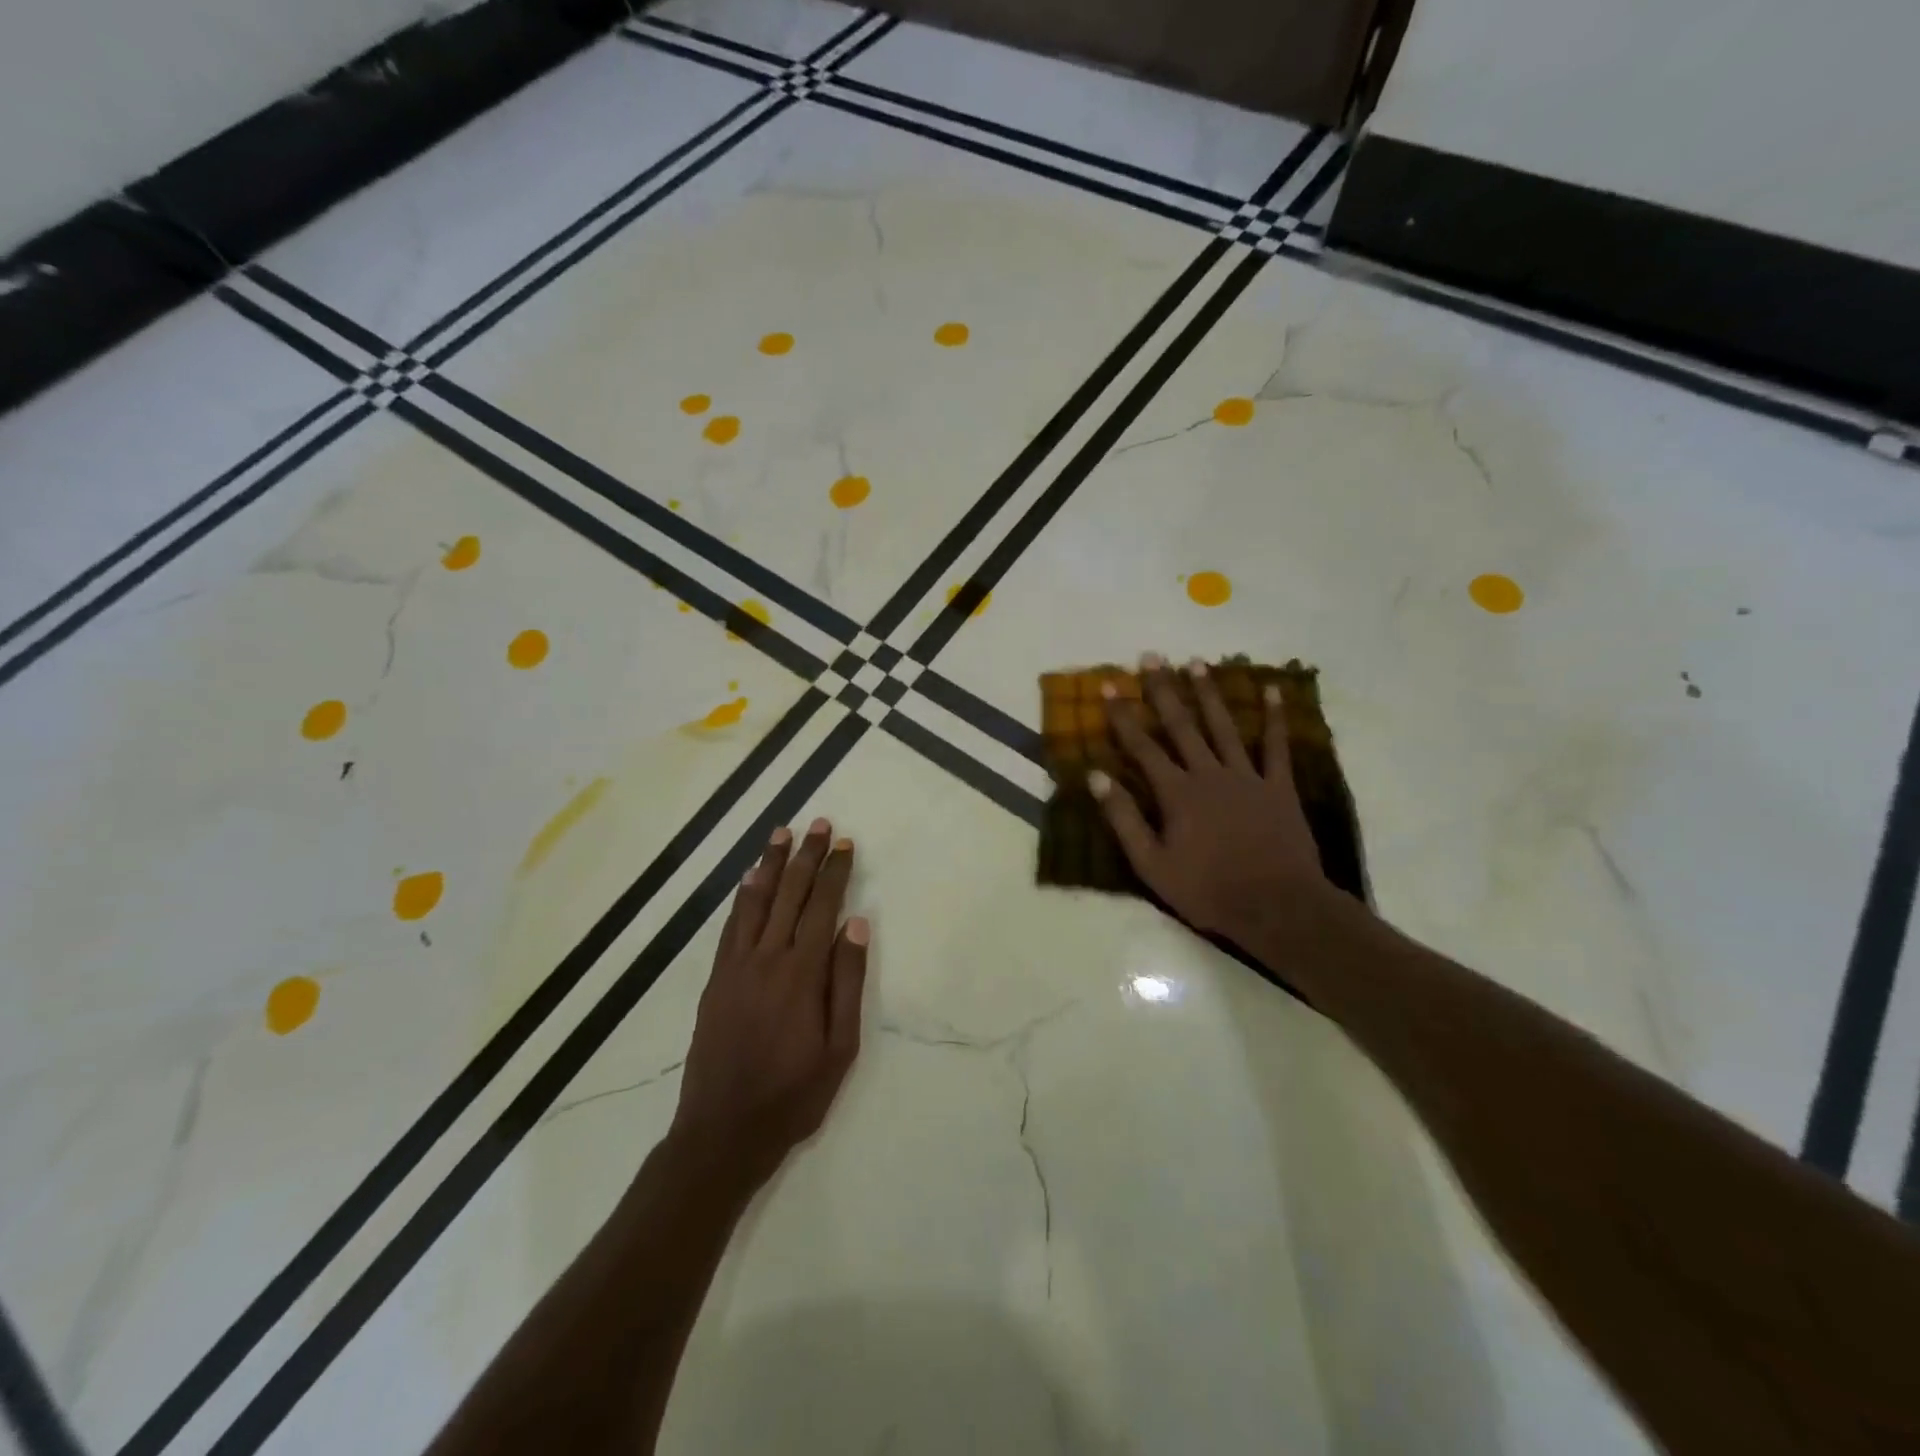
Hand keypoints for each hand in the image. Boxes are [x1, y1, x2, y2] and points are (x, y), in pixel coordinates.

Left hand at [672, 818, 869, 1189]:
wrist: (722, 1132)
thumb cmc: (793, 1094)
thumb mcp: (840, 1048)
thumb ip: (847, 982)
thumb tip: (856, 925)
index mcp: (801, 974)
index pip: (822, 907)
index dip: (835, 872)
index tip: (845, 843)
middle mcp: (766, 959)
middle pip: (789, 894)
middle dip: (807, 856)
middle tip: (819, 824)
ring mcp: (735, 967)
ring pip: (755, 901)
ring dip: (770, 864)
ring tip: (782, 833)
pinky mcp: (715, 980)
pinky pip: (731, 926)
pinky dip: (742, 897)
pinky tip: (749, 880)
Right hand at [1091, 654, 1330, 941]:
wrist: (1276, 906)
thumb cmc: (1207, 889)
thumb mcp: (1151, 864)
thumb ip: (1123, 818)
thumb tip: (1096, 776)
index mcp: (1176, 793)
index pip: (1142, 746)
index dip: (1122, 715)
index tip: (1109, 685)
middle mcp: (1208, 774)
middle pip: (1181, 725)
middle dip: (1163, 690)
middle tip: (1152, 657)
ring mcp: (1246, 776)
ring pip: (1223, 726)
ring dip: (1208, 693)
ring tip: (1196, 662)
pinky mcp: (1278, 786)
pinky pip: (1276, 746)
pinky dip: (1274, 717)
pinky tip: (1273, 689)